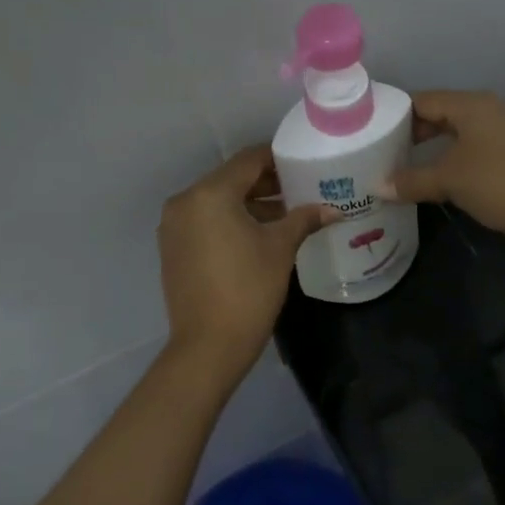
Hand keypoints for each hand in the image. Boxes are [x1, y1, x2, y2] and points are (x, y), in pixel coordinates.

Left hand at [158, 145, 332, 380]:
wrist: (208, 345)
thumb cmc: (249, 290)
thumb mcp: (280, 249)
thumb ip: (304, 219)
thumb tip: (332, 209)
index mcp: (209, 194)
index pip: (248, 160)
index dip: (277, 158)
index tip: (302, 163)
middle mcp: (185, 202)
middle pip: (230, 180)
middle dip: (265, 184)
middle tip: (299, 189)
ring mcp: (173, 226)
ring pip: (216, 202)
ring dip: (248, 204)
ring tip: (284, 215)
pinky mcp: (172, 249)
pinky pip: (205, 222)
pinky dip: (229, 221)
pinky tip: (257, 235)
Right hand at [380, 91, 504, 253]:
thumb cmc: (497, 183)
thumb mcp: (448, 180)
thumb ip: (411, 181)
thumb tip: (377, 187)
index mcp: (471, 105)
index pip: (422, 100)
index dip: (395, 114)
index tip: (370, 132)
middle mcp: (486, 111)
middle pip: (438, 115)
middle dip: (410, 133)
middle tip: (381, 153)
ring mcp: (500, 133)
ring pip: (454, 134)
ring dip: (429, 150)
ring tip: (400, 167)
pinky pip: (468, 151)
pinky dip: (448, 161)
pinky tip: (433, 180)